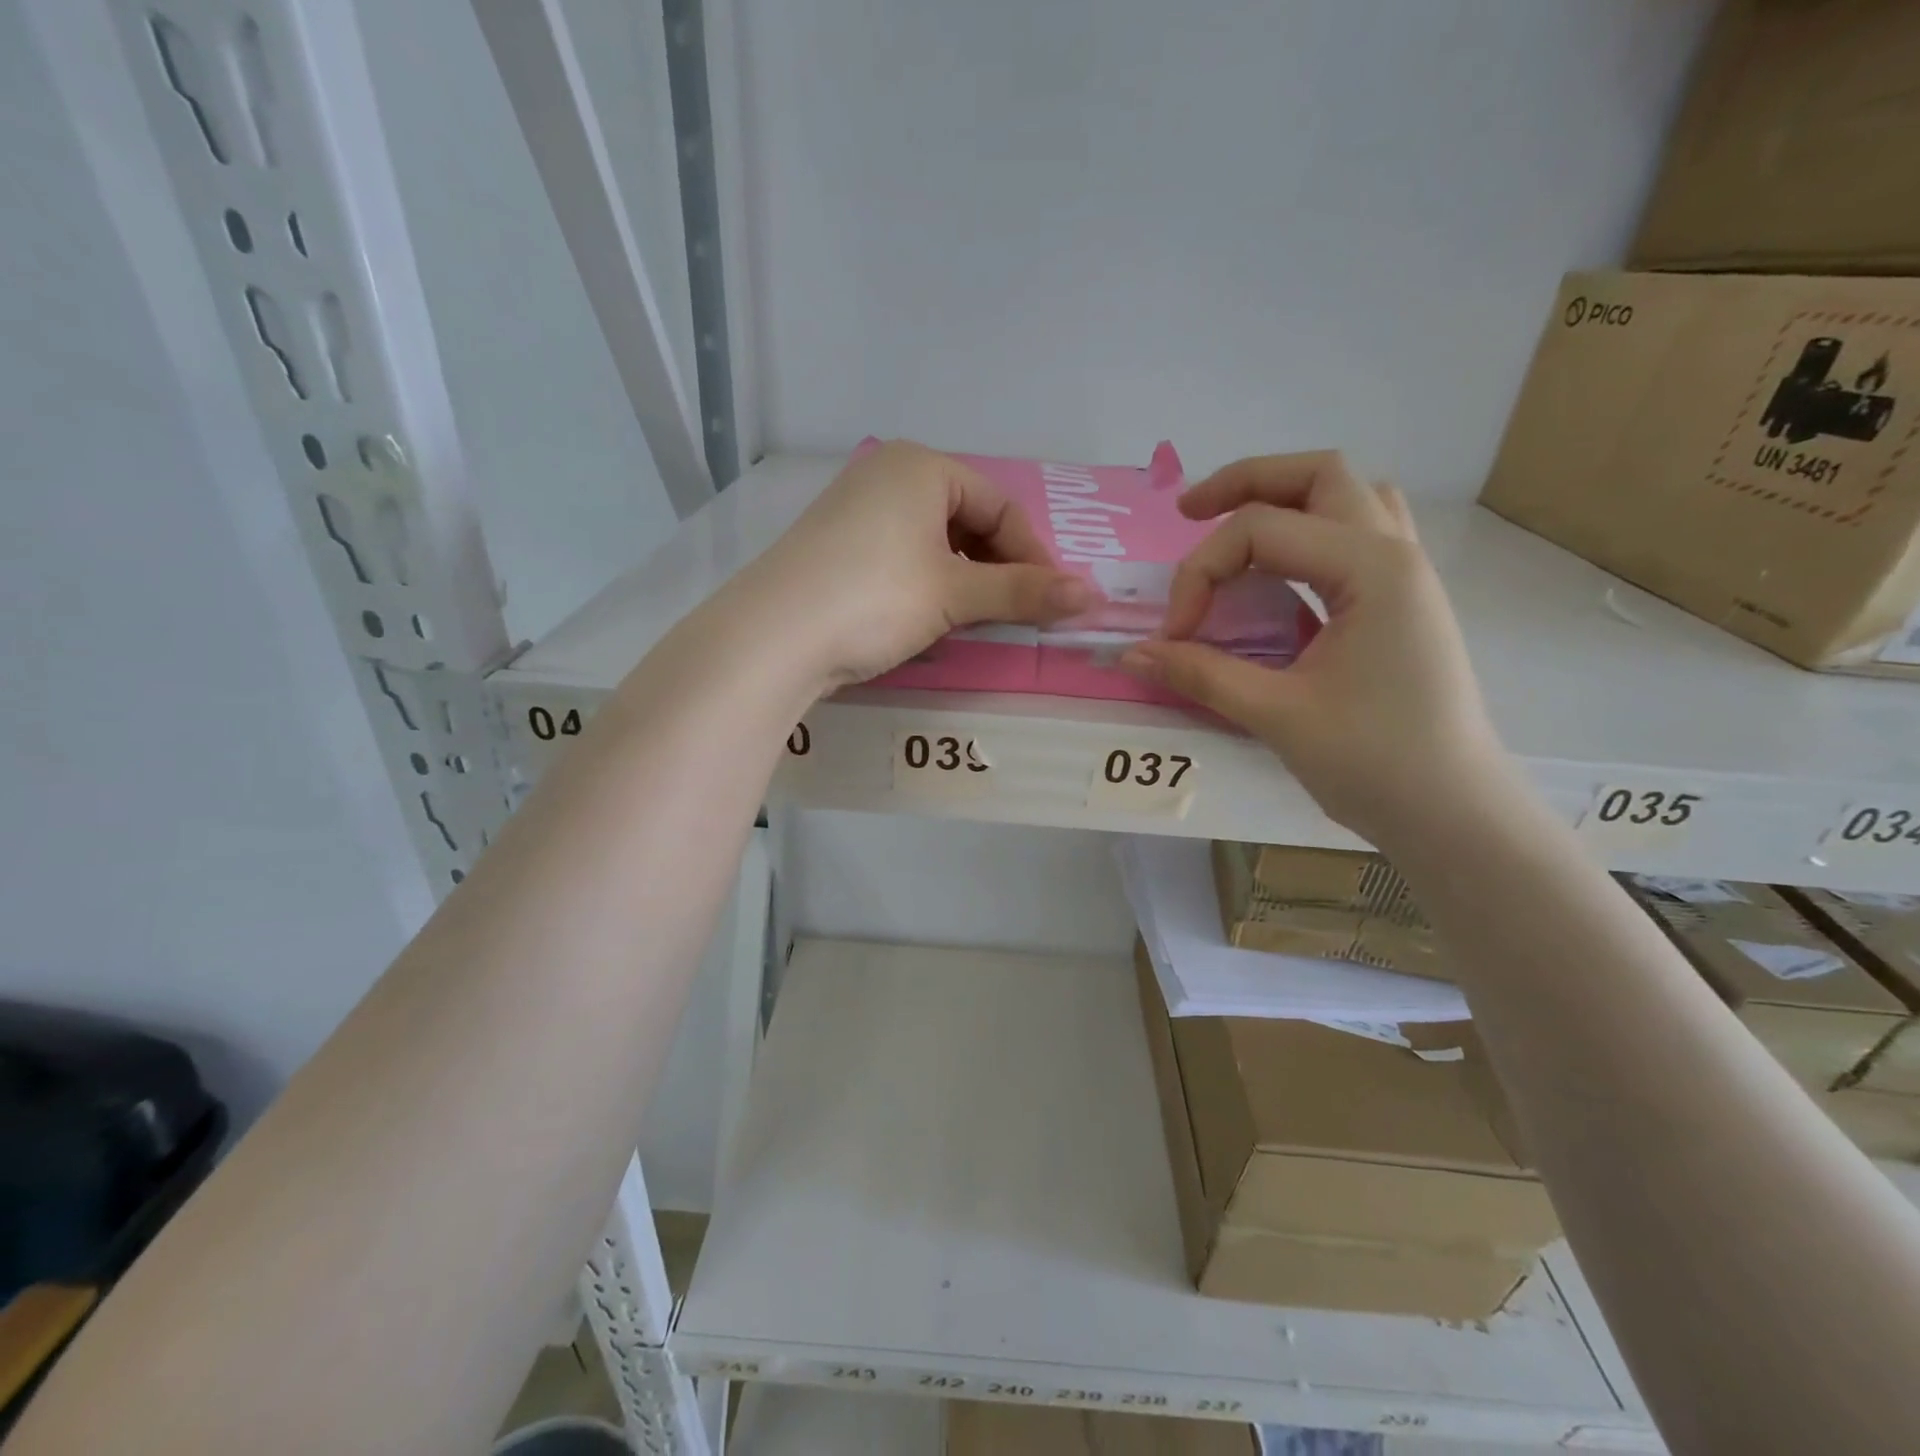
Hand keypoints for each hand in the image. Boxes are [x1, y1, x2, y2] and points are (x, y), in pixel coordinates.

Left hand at [749, 440, 1097, 685]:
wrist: (773, 638)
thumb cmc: (875, 598)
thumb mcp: (955, 594)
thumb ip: (1024, 592)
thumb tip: (1094, 597)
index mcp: (921, 466)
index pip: (1001, 506)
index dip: (1033, 555)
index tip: (1052, 601)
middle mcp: (887, 474)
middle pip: (968, 519)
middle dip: (998, 567)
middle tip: (1015, 613)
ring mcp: (856, 509)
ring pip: (935, 541)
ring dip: (965, 579)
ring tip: (976, 619)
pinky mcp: (836, 546)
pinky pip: (902, 556)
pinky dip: (929, 583)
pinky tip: (930, 616)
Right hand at [1118, 452, 1516, 847]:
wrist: (1454, 813)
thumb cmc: (1374, 763)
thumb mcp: (1276, 714)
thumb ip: (1200, 673)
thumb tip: (1132, 653)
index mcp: (1371, 568)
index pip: (1260, 531)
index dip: (1200, 573)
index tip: (1174, 635)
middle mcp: (1395, 552)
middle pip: (1317, 475)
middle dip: (1244, 484)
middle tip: (1187, 514)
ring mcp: (1407, 574)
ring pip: (1347, 496)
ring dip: (1285, 499)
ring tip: (1233, 532)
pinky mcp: (1403, 600)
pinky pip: (1359, 533)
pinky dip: (1312, 532)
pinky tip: (1282, 571)